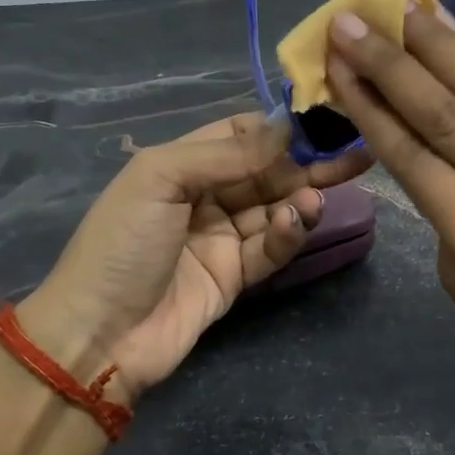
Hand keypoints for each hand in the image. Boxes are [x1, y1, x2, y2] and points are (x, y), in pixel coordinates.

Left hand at [22, 115, 370, 398]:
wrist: (100, 334)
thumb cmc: (122, 244)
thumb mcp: (160, 178)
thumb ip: (224, 153)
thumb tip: (285, 127)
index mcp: (180, 165)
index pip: (240, 135)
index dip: (279, 128)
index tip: (321, 120)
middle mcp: (204, 196)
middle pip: (266, 172)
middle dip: (307, 162)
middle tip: (354, 154)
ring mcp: (221, 238)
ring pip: (274, 209)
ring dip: (299, 199)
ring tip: (316, 197)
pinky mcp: (236, 277)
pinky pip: (270, 248)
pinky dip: (287, 234)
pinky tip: (296, 221)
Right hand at [324, 0, 454, 408]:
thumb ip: (444, 211)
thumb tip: (426, 149)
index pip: (416, 161)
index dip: (371, 107)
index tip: (337, 65)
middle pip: (449, 116)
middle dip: (393, 65)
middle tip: (350, 23)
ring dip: (440, 46)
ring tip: (400, 7)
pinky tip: (454, 35)